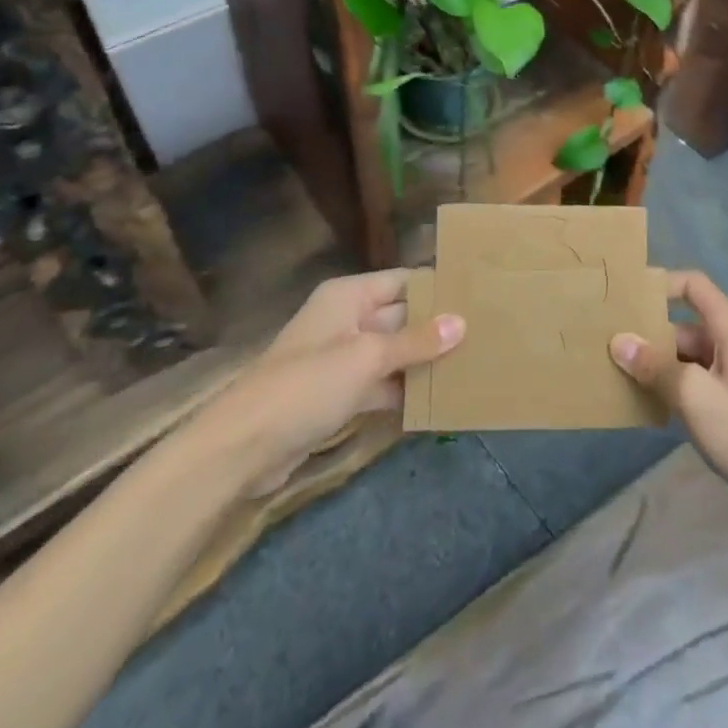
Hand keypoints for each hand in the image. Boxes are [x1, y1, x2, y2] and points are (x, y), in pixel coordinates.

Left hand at [188, 270, 463, 496]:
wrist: (243, 447)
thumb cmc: (307, 385)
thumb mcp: (366, 358)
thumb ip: (416, 342)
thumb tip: (461, 323)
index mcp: (349, 296)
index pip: (403, 281)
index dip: (437, 287)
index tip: (478, 295)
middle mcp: (347, 319)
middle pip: (401, 316)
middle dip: (436, 327)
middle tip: (485, 333)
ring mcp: (341, 358)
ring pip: (393, 353)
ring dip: (423, 362)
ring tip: (472, 365)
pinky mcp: (338, 394)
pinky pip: (381, 384)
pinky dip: (404, 391)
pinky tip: (438, 400)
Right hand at [610, 272, 727, 524]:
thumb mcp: (696, 395)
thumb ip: (656, 366)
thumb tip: (618, 341)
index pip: (691, 285)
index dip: (660, 285)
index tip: (625, 300)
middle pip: (681, 324)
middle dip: (647, 333)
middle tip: (606, 344)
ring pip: (683, 356)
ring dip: (654, 364)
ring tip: (614, 373)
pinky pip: (691, 382)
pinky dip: (668, 387)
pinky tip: (642, 404)